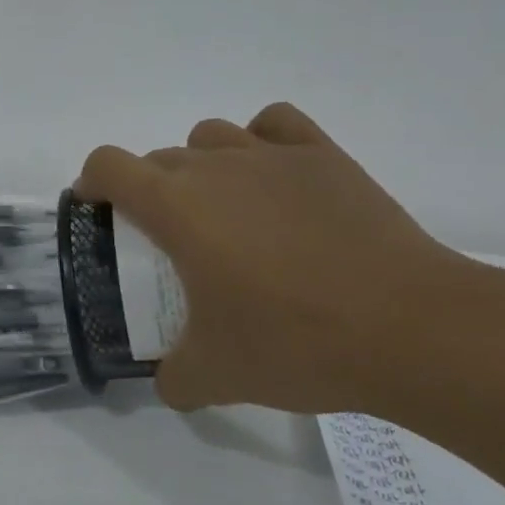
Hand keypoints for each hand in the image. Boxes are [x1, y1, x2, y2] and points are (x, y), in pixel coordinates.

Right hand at [74, 103, 476, 415]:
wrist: (413, 329)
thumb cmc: (297, 342)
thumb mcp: (217, 375)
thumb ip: (174, 377)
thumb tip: (168, 381)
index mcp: (175, 206)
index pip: (108, 165)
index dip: (92, 182)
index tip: (98, 211)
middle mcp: (215, 166)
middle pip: (159, 157)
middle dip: (149, 190)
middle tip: (171, 242)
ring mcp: (272, 155)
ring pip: (211, 136)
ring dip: (200, 164)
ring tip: (224, 210)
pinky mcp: (324, 157)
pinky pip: (274, 124)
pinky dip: (260, 139)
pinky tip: (273, 176)